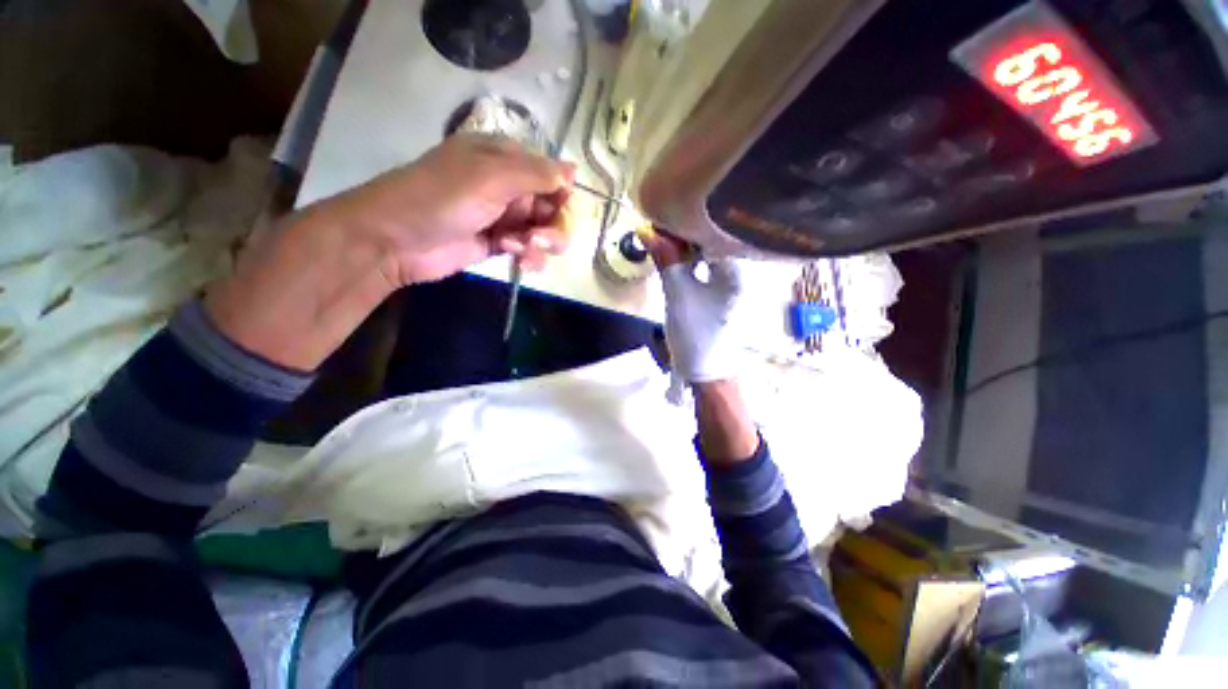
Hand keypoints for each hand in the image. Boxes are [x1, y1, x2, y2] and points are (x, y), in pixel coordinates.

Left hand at [313, 134, 575, 284]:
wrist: (395, 240)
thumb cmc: (441, 198)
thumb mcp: (490, 177)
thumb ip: (535, 174)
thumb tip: (574, 170)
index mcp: (508, 160)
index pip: (554, 177)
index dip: (563, 197)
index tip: (559, 213)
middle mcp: (510, 187)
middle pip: (554, 209)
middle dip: (554, 227)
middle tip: (539, 240)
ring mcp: (505, 218)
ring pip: (545, 233)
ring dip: (542, 244)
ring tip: (522, 250)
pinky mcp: (500, 244)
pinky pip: (530, 251)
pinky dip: (530, 258)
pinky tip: (519, 262)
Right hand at [644, 231, 745, 382]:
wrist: (705, 369)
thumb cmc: (695, 334)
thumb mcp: (677, 294)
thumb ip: (665, 260)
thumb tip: (647, 230)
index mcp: (739, 268)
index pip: (713, 231)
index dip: (685, 222)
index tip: (662, 217)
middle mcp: (743, 269)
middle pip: (712, 238)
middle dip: (684, 232)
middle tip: (658, 227)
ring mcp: (735, 280)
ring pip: (708, 251)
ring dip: (685, 245)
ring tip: (662, 238)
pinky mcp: (725, 289)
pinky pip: (707, 265)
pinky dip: (690, 259)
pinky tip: (675, 255)